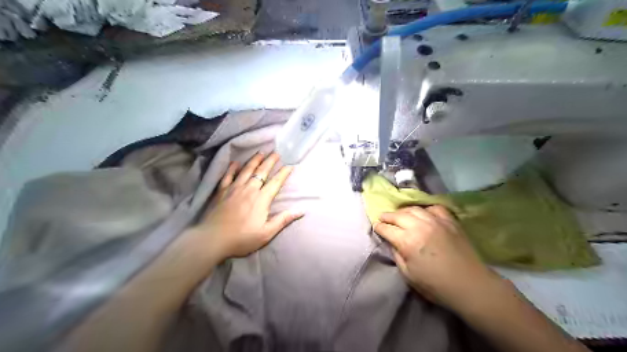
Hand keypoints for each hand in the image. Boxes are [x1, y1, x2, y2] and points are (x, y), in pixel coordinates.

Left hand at [190, 152, 305, 262]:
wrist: (212, 239)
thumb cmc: (242, 238)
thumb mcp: (266, 233)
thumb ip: (283, 220)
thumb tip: (301, 211)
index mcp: (261, 199)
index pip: (275, 183)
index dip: (283, 173)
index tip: (290, 165)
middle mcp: (249, 189)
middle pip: (261, 172)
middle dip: (270, 161)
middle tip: (276, 153)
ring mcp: (234, 189)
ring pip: (246, 170)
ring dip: (254, 160)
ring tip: (260, 152)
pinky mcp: (222, 191)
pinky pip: (228, 176)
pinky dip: (232, 168)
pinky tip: (235, 162)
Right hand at [371, 204, 499, 309]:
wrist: (469, 284)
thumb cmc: (436, 285)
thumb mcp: (408, 275)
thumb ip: (397, 255)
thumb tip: (393, 242)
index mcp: (407, 241)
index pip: (387, 229)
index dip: (379, 227)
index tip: (376, 227)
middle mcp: (419, 226)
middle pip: (398, 215)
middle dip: (387, 216)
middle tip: (383, 217)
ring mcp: (436, 221)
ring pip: (414, 209)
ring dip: (403, 211)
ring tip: (399, 214)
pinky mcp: (449, 221)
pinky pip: (434, 208)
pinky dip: (425, 209)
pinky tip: (423, 213)